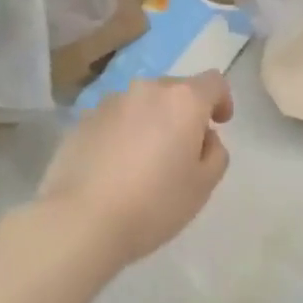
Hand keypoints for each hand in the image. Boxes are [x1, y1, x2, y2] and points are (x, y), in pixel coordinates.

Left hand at [39, 73, 232, 269]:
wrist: (80, 220)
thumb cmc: (153, 203)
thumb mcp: (203, 186)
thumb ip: (216, 153)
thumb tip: (204, 138)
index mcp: (183, 100)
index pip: (214, 82)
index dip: (222, 100)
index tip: (220, 124)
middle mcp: (147, 89)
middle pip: (176, 90)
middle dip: (185, 113)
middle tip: (183, 150)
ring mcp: (111, 101)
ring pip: (143, 103)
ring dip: (151, 121)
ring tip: (145, 160)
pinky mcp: (83, 119)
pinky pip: (115, 119)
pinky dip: (123, 133)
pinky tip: (115, 167)